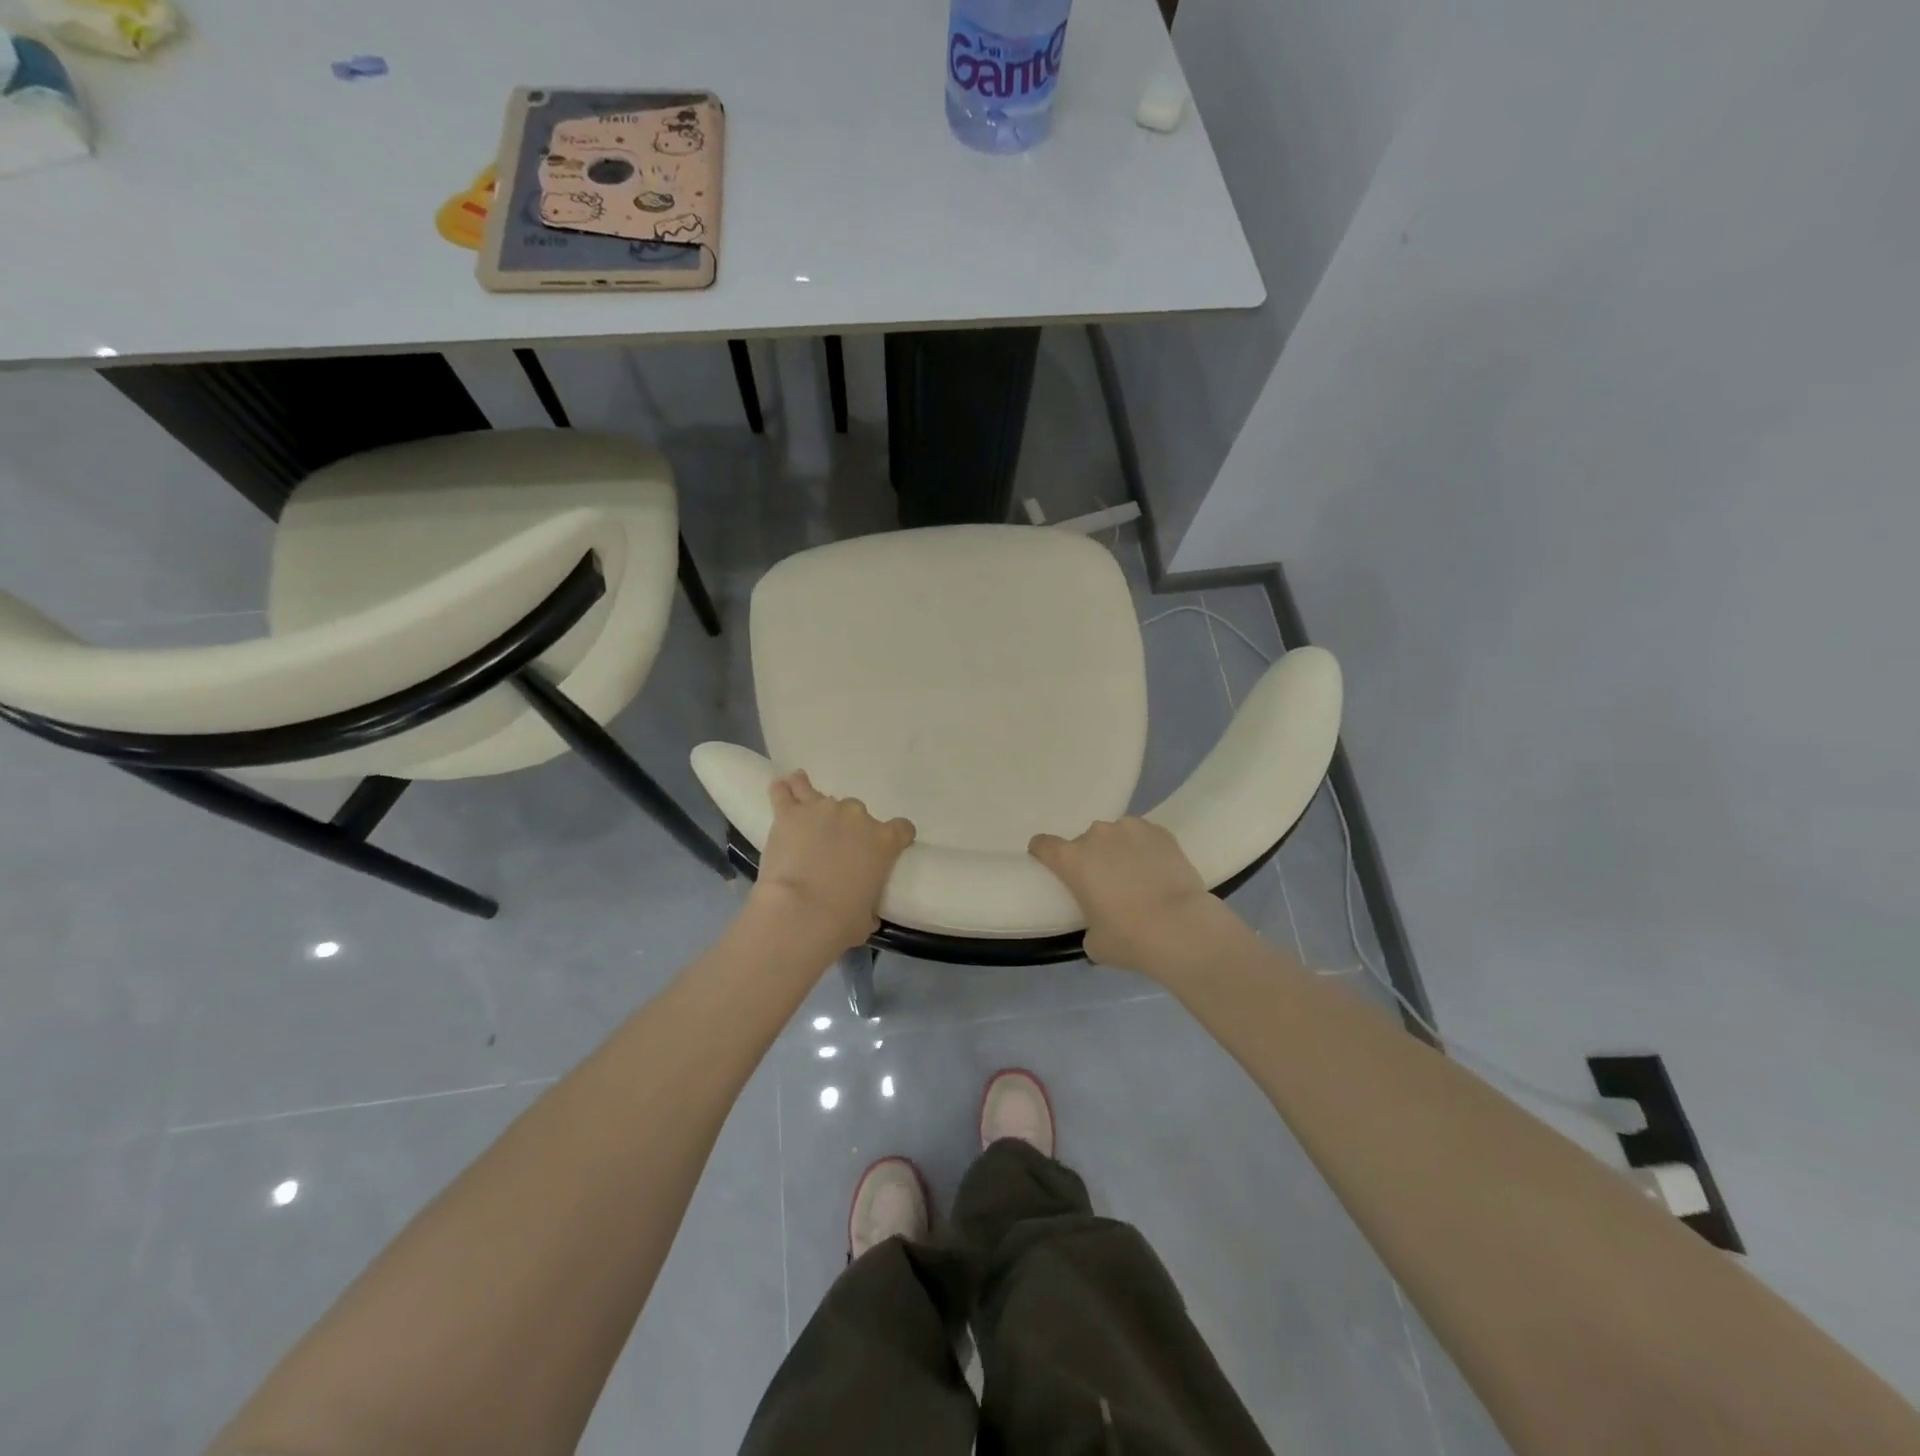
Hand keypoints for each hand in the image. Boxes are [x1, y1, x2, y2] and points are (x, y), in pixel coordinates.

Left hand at [750, 771, 915, 950]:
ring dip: (814, 802)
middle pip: (857, 813)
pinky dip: (783, 790)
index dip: (895, 837)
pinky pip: (785, 791)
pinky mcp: (790, 813)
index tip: (886, 848)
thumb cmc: (841, 921)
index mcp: (884, 841)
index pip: (902, 828)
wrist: (800, 912)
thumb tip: (866, 910)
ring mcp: (822, 810)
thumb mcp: (868, 916)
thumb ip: (870, 903)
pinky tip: (781, 788)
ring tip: (805, 813)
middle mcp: (857, 816)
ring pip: (818, 794)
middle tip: (834, 849)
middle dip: (847, 828)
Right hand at [1029, 817, 1229, 975]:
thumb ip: (1087, 926)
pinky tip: (1158, 870)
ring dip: (1119, 851)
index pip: (1043, 845)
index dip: (1044, 854)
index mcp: (1071, 860)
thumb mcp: (1094, 942)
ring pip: (1115, 836)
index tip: (1052, 866)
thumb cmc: (1129, 938)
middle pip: (1083, 842)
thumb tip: (1097, 925)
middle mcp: (1096, 836)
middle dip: (1091, 859)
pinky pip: (1143, 836)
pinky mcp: (1159, 831)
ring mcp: (1129, 829)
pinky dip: (1146, 849)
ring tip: (1137, 876)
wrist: (1181, 927)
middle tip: (1107, 884)